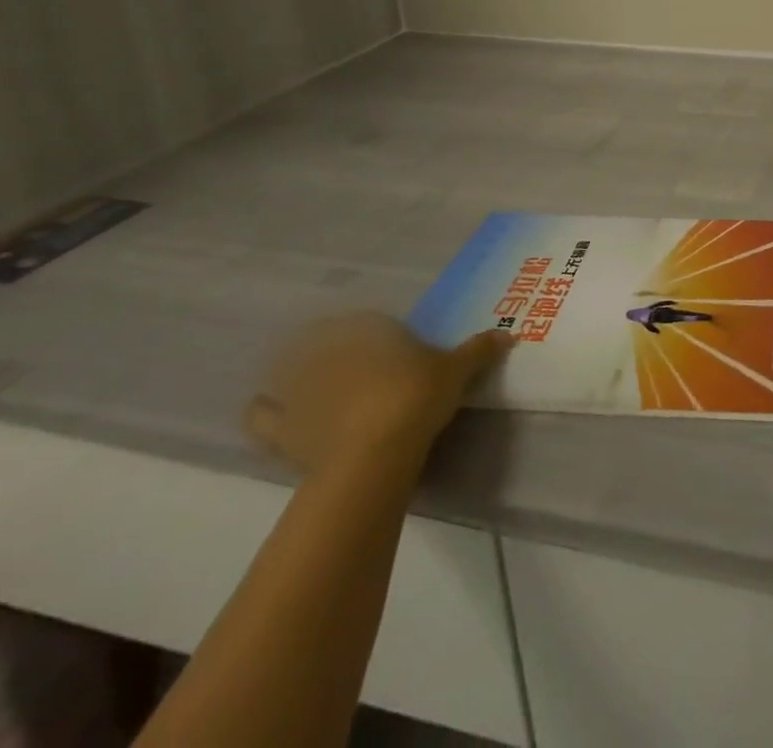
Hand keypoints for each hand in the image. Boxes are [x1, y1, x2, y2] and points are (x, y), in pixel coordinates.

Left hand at [244, 313, 511, 477]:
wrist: (376, 450)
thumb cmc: (418, 397)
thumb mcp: (456, 371)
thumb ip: (478, 350)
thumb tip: (509, 333)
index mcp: (372, 332)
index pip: (368, 322)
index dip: (377, 333)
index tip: (389, 347)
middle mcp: (331, 351)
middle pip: (324, 340)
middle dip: (332, 347)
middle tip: (349, 363)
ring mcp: (302, 388)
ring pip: (287, 370)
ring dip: (291, 372)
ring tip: (302, 381)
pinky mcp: (283, 427)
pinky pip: (262, 416)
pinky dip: (263, 411)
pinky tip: (268, 411)